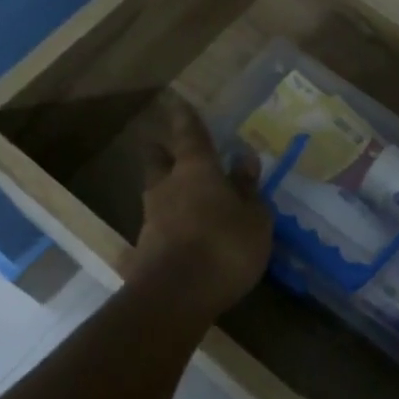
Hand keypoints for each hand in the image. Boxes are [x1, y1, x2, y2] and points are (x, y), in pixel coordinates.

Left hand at [123, 94, 272, 314]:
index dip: (185, 117)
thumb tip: (244, 159)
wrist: (175, 297)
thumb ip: (248, 188)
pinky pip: (159, 226)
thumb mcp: (254, 218)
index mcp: (196, 169)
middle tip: (171, 149)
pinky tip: (184, 236)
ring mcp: (151, 217)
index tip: (177, 101)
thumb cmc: (225, 245)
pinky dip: (170, 224)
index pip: (189, 133)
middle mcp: (167, 186)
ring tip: (187, 199)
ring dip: (168, 191)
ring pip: (156, 193)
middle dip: (163, 151)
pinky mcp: (143, 248)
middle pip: (157, 159)